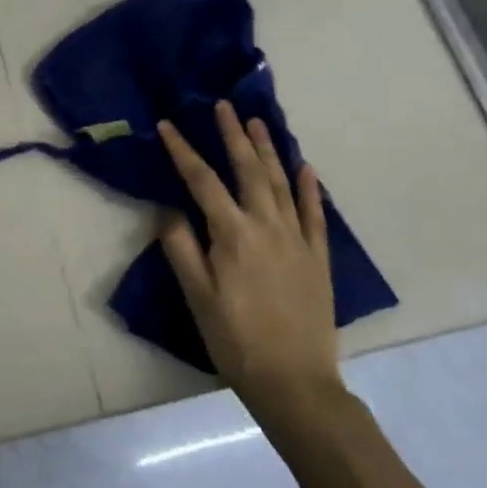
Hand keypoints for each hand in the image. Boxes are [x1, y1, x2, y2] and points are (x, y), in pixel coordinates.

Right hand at [156, 103, 343, 421]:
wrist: (295, 382)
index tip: (168, 125)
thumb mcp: (196, 295)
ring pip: (281, 183)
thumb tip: (169, 209)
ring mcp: (297, 240)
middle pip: (248, 170)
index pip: (201, 181)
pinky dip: (310, 188)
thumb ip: (181, 247)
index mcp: (232, 234)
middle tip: (224, 106)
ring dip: (269, 150)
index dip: (183, 150)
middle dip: (234, 136)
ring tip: (258, 122)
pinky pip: (315, 214)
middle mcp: (267, 226)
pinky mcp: (318, 257)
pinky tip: (306, 167)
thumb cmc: (235, 339)